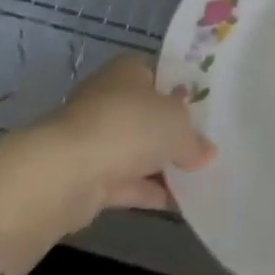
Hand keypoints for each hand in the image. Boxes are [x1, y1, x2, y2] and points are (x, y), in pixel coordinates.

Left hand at [44, 55, 215, 213]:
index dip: (180, 90)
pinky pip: (125, 181)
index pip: (157, 74)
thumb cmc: (129, 127)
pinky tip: (176, 203)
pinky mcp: (86, 176)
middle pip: (146, 114)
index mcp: (127, 72)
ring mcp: (94, 138)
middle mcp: (107, 99)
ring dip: (159, 165)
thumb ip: (194, 139)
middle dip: (171, 132)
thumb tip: (206, 152)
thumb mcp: (178, 126)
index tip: (203, 110)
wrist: (67, 173)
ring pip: (134, 150)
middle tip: (204, 146)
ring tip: (197, 178)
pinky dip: (147, 191)